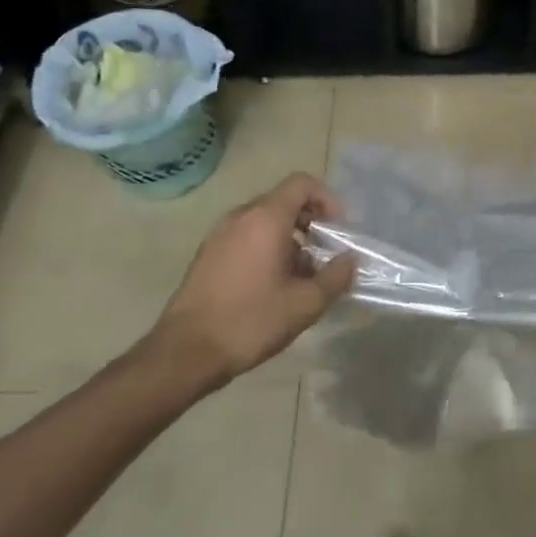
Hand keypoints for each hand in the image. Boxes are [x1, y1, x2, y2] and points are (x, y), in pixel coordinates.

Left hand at [148, 172, 357, 394]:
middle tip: (326, 251)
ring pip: (264, 220)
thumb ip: (336, 276)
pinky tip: (274, 284)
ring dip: (290, 236)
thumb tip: (350, 260)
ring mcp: (219, 235)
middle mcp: (241, 217)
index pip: (302, 183)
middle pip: (284, 200)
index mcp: (265, 218)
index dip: (327, 198)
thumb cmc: (250, 320)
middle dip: (311, 220)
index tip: (338, 228)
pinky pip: (246, 236)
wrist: (185, 352)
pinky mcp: (207, 255)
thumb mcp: (305, 304)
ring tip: (303, 272)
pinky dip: (266, 247)